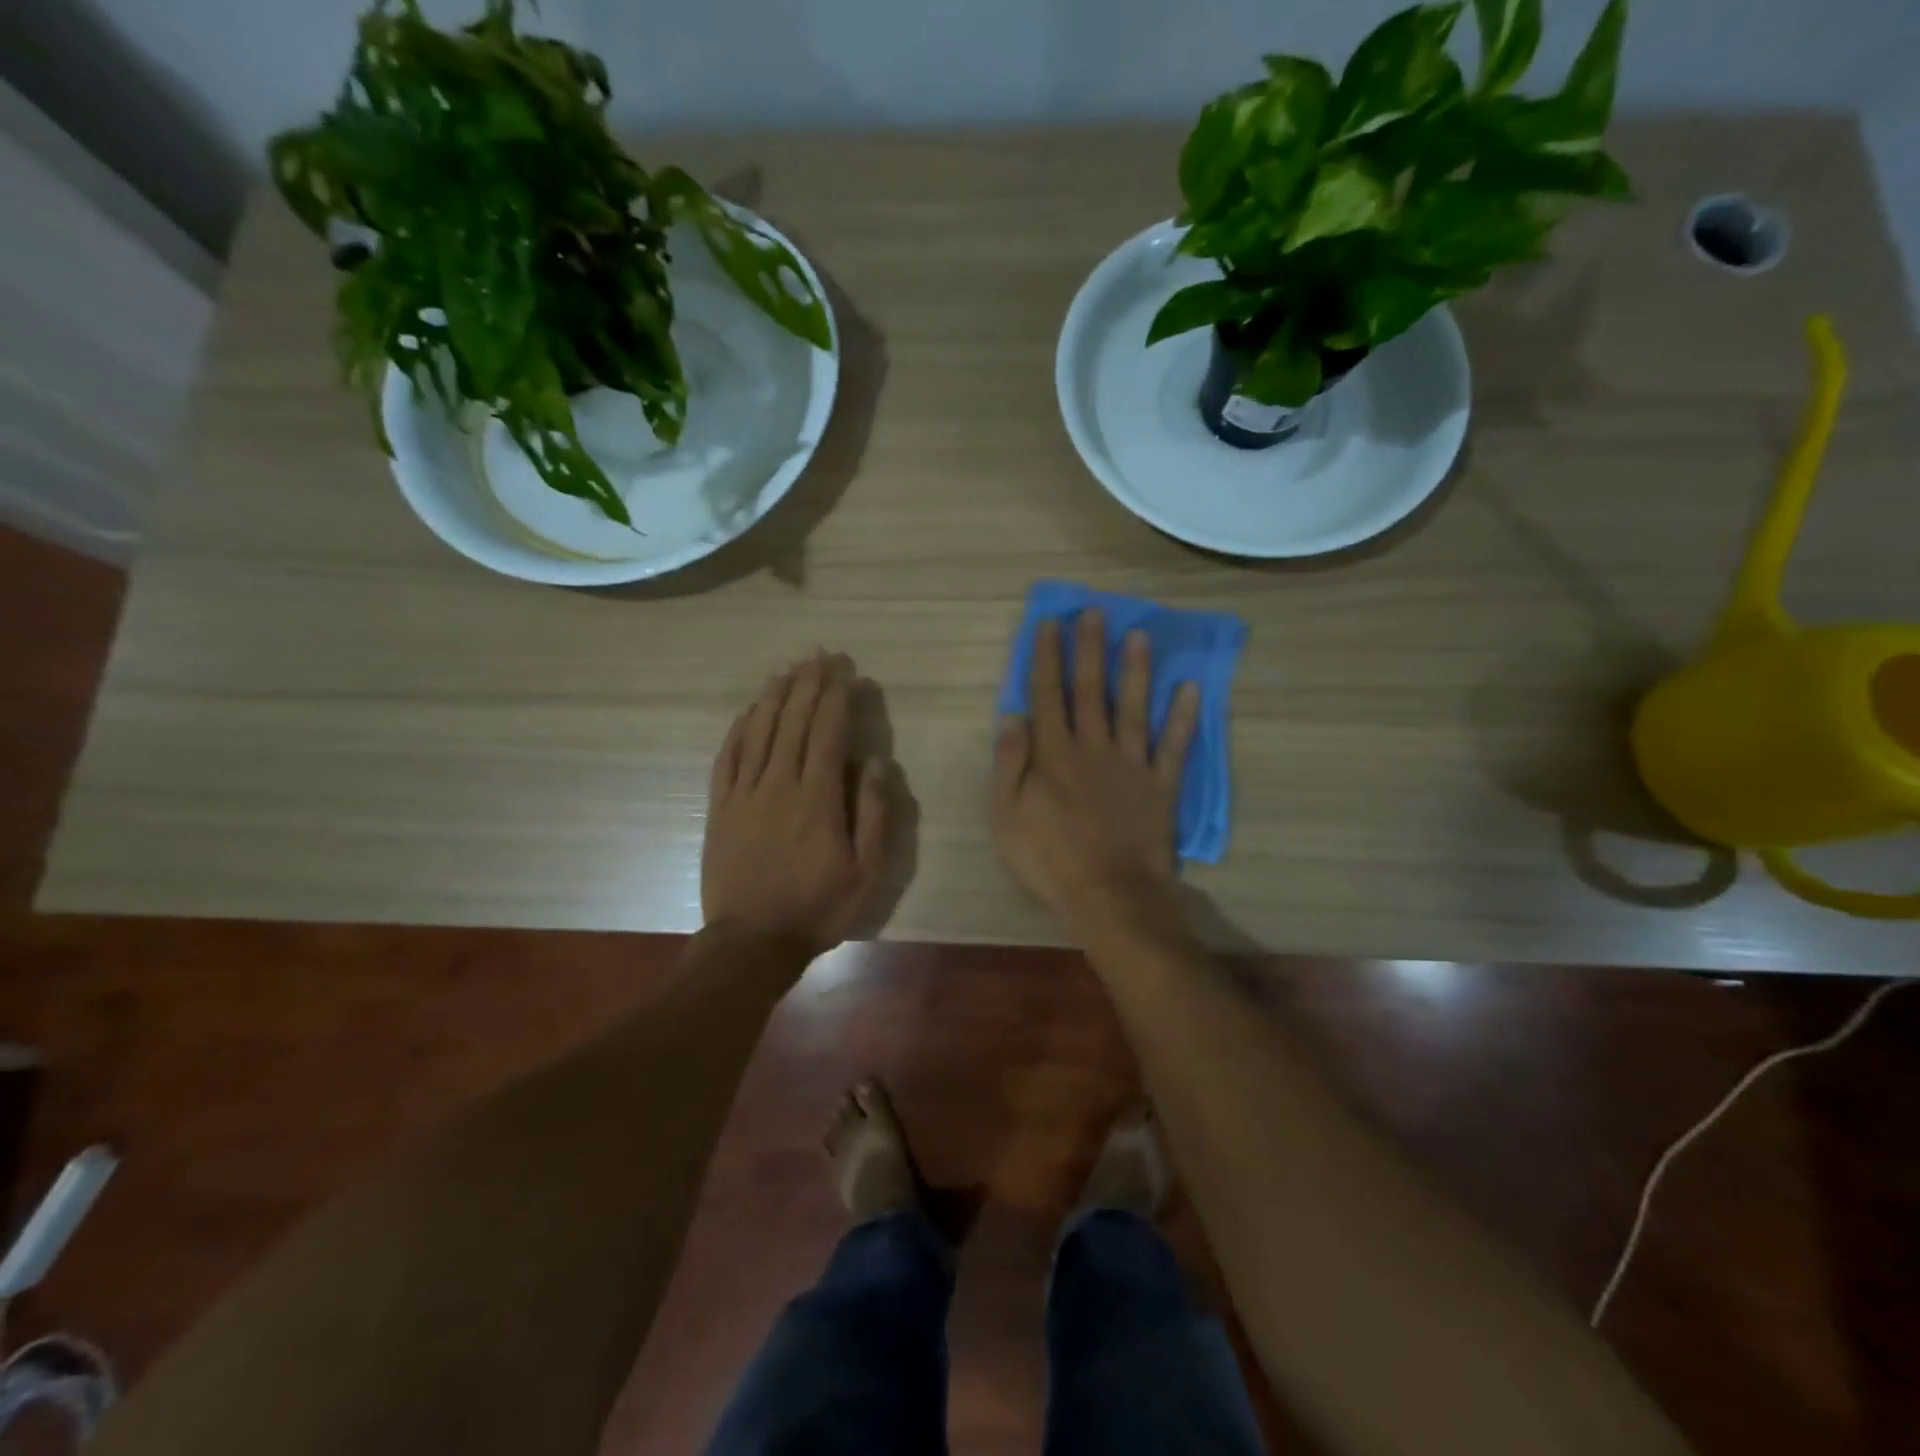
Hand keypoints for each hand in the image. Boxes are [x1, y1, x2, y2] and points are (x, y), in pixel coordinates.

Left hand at [703, 652, 891, 959]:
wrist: (751, 942)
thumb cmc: (818, 908)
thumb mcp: (867, 872)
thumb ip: (874, 814)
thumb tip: (874, 762)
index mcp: (817, 797)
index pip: (827, 731)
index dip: (836, 696)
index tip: (845, 670)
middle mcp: (778, 784)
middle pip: (792, 721)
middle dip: (808, 684)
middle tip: (819, 655)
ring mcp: (744, 794)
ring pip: (758, 732)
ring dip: (774, 696)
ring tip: (786, 670)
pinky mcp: (720, 808)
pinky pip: (728, 758)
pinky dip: (739, 729)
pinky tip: (747, 712)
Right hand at [990, 610, 1199, 927]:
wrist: (1109, 895)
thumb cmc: (1049, 859)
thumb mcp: (1005, 817)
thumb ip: (1009, 764)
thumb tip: (1013, 717)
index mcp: (1054, 754)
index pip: (1048, 695)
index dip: (1047, 657)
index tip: (1050, 624)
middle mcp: (1093, 748)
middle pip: (1091, 690)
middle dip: (1090, 649)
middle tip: (1095, 612)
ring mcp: (1131, 765)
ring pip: (1134, 707)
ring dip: (1136, 669)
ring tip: (1139, 634)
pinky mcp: (1160, 786)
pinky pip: (1173, 746)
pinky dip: (1183, 717)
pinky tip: (1190, 688)